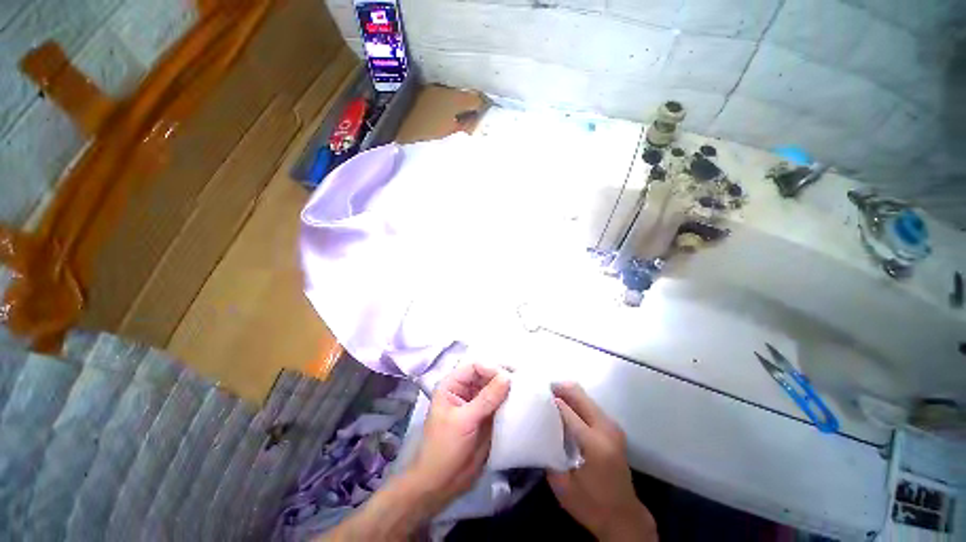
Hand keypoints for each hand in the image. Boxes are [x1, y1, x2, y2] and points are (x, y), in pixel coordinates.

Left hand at [408, 362, 511, 508]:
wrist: (443, 484)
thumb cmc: (445, 447)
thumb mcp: (464, 420)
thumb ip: (486, 398)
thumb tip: (507, 377)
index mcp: (453, 385)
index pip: (475, 366)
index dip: (491, 368)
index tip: (509, 377)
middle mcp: (466, 390)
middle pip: (487, 375)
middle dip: (502, 376)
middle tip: (522, 380)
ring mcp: (477, 403)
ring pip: (495, 388)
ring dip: (508, 388)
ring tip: (525, 388)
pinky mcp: (487, 417)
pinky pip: (500, 403)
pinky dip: (510, 402)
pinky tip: (522, 401)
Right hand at [548, 382, 656, 541]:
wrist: (624, 517)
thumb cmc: (591, 505)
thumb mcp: (562, 485)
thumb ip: (550, 452)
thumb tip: (538, 427)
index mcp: (594, 444)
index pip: (567, 410)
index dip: (549, 401)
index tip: (532, 397)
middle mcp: (606, 429)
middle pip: (579, 395)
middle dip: (558, 389)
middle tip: (540, 392)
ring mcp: (612, 426)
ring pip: (585, 396)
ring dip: (567, 394)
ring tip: (549, 399)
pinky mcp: (613, 428)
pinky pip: (591, 405)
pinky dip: (575, 402)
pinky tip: (564, 409)